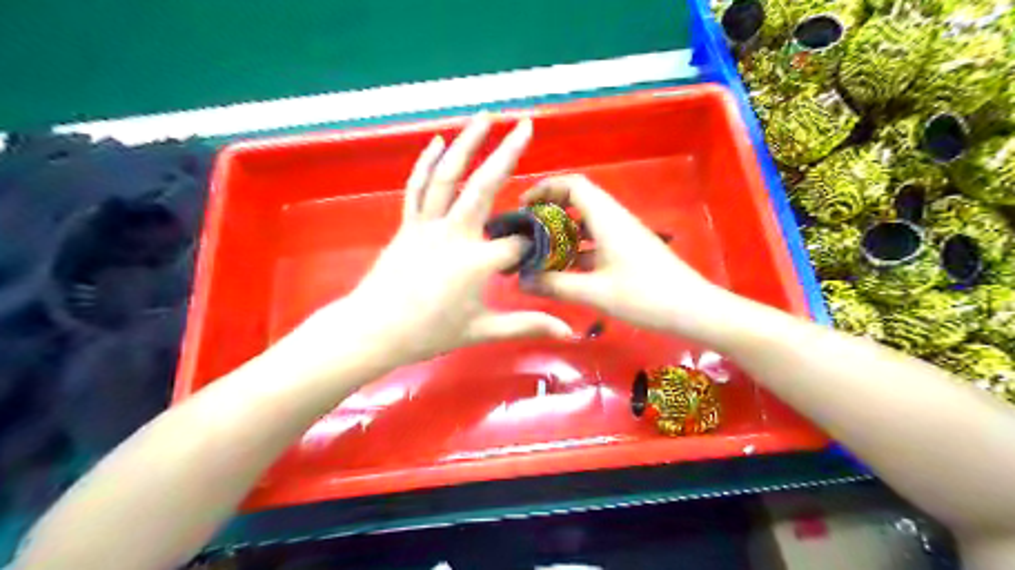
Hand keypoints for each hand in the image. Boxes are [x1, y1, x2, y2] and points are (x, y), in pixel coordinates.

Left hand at [299, 113, 574, 367]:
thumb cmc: (429, 333)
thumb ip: (526, 325)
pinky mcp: (408, 224)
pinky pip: (418, 187)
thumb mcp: (482, 330)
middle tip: (526, 125)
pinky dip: (427, 162)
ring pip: (448, 175)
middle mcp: (454, 233)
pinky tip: (438, 141)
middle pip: (485, 185)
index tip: (539, 252)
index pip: (517, 243)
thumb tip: (566, 332)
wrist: (374, 330)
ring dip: (467, 142)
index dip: (532, 246)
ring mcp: (427, 224)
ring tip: (485, 117)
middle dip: (508, 153)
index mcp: (477, 261)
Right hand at [523, 173, 737, 341]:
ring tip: (539, 252)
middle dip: (550, 211)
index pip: (573, 185)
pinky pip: (596, 241)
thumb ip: (556, 285)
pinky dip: (577, 249)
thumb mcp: (595, 292)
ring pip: (586, 223)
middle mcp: (614, 220)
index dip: (545, 188)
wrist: (693, 310)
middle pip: (578, 201)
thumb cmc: (645, 296)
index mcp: (607, 219)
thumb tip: (522, 281)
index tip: (523, 206)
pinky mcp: (628, 251)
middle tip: (526, 231)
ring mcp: (623, 235)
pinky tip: (564, 270)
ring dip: (562, 233)